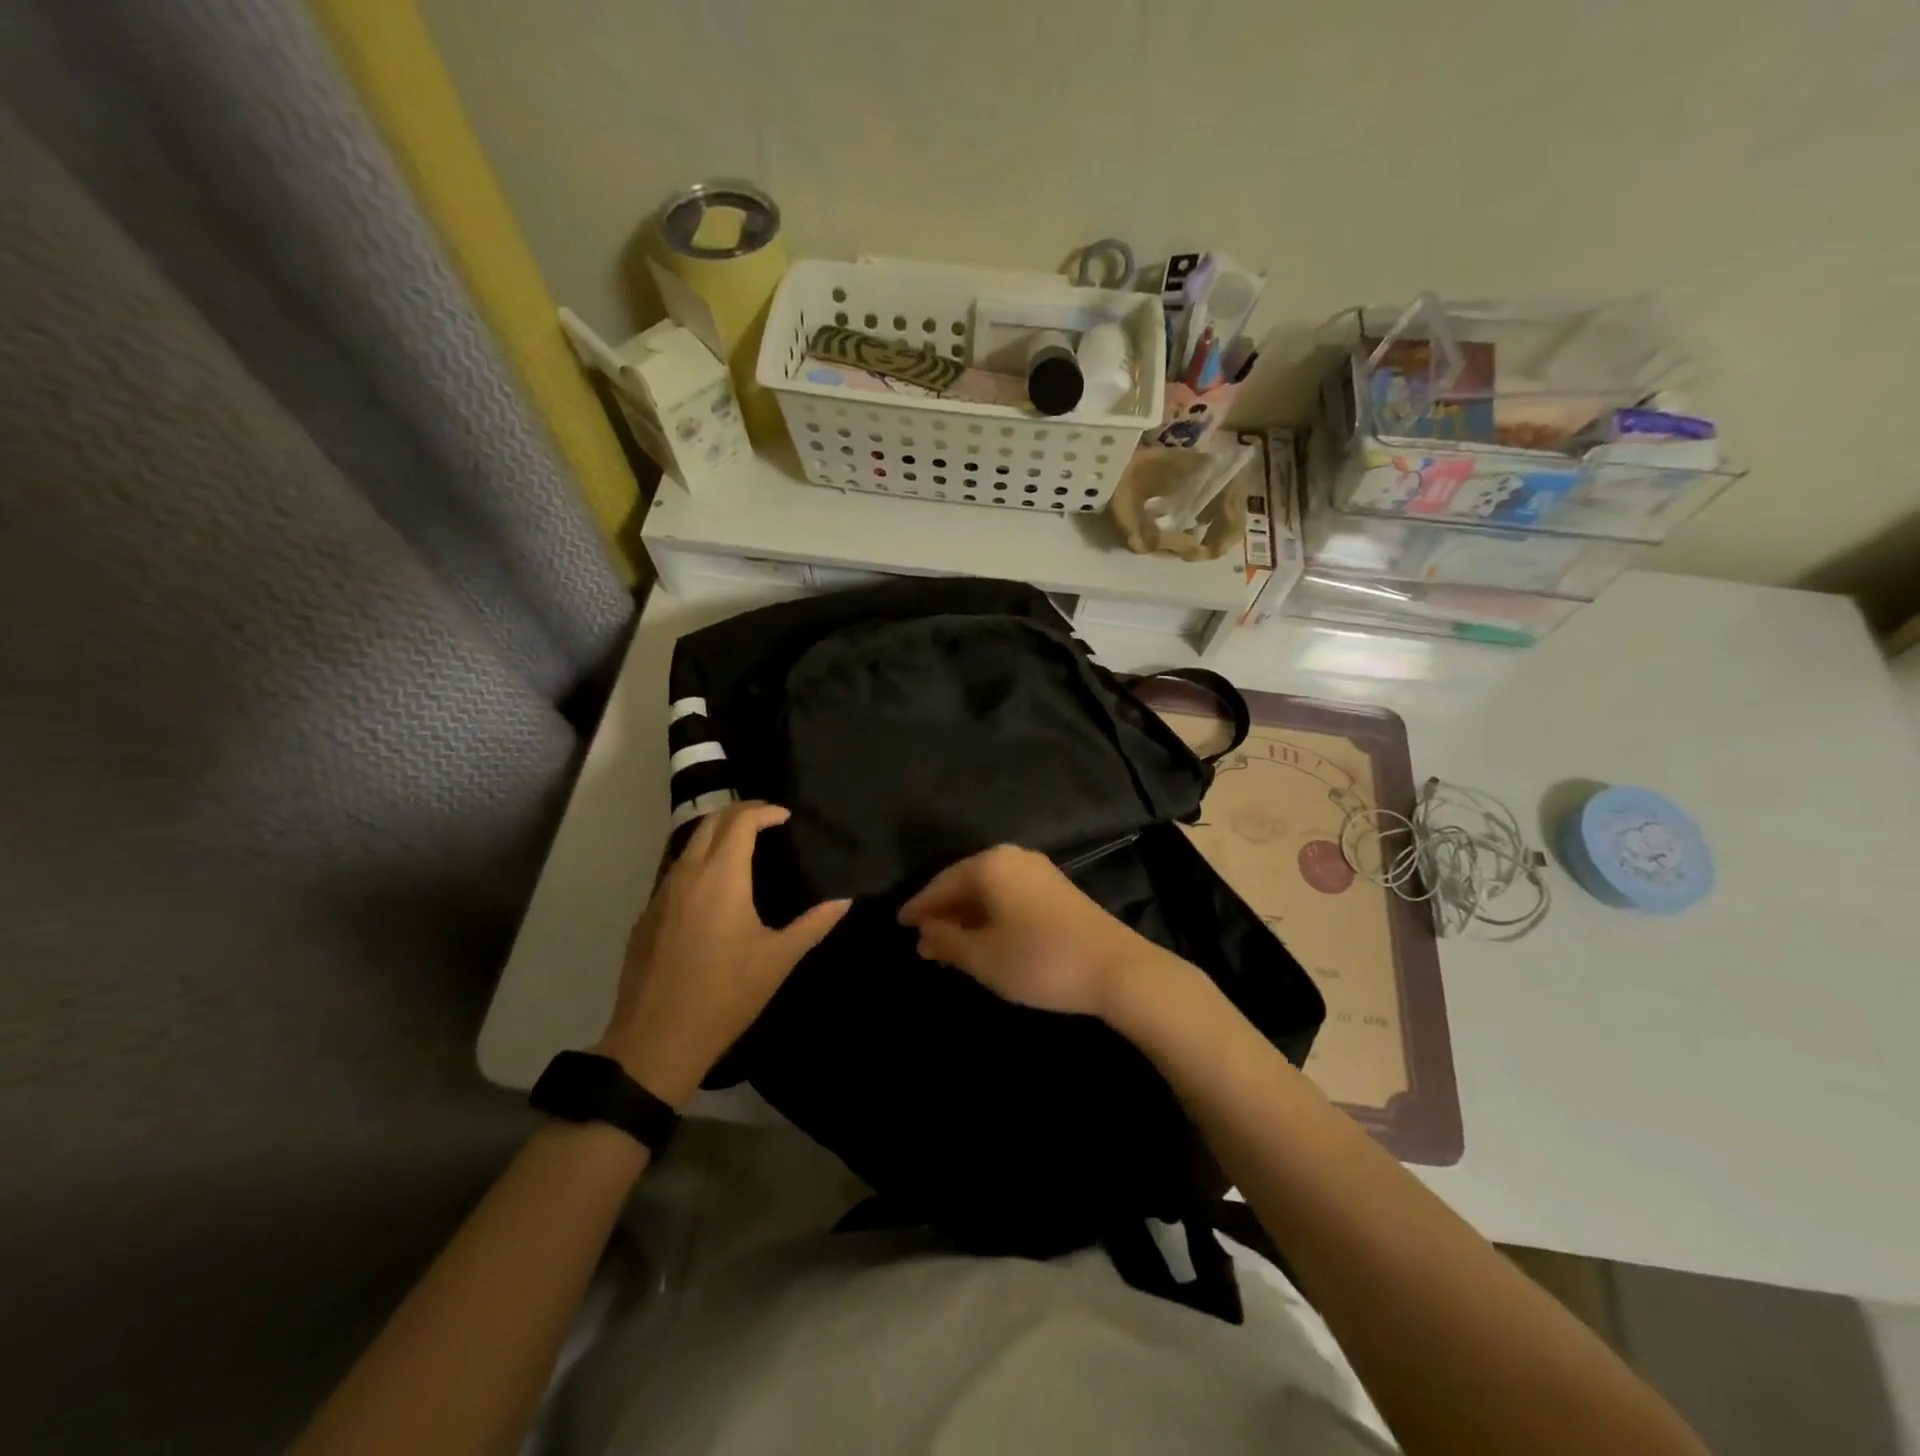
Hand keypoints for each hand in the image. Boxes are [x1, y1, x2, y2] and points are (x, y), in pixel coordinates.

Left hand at [598, 802, 849, 1106]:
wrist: (657, 1040)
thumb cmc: (726, 995)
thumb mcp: (778, 959)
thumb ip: (814, 924)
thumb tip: (845, 901)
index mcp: (721, 877)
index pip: (740, 822)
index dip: (764, 811)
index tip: (786, 817)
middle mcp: (687, 874)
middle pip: (710, 822)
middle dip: (739, 812)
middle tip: (766, 820)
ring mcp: (660, 894)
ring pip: (688, 844)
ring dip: (716, 834)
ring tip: (743, 846)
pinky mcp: (646, 916)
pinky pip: (674, 871)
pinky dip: (698, 861)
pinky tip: (714, 887)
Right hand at [897, 845, 1167, 1018]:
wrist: (1116, 968)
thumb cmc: (1038, 959)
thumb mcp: (982, 957)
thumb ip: (946, 941)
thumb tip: (924, 932)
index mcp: (989, 864)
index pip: (941, 883)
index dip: (918, 906)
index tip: (898, 924)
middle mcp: (1012, 857)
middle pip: (965, 882)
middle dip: (943, 912)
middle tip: (922, 941)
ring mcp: (1038, 871)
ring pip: (988, 890)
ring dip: (966, 916)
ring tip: (948, 946)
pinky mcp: (1056, 889)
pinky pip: (1009, 895)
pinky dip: (990, 915)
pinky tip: (984, 939)